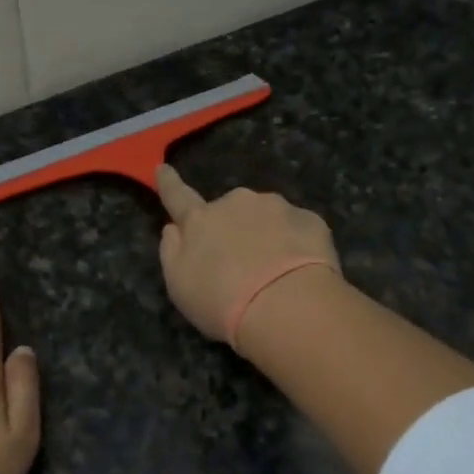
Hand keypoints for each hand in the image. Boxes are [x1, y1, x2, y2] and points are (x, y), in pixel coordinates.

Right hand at [155, 165, 340, 343]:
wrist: (287, 306)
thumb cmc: (222, 300)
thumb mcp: (179, 285)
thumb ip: (172, 252)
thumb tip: (173, 228)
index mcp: (200, 220)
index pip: (178, 196)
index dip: (169, 183)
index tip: (163, 168)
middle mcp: (237, 203)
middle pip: (230, 211)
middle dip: (233, 228)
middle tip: (241, 266)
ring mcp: (276, 207)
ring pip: (266, 218)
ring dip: (266, 236)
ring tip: (274, 276)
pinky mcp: (310, 219)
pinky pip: (297, 229)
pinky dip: (295, 245)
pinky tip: (299, 273)